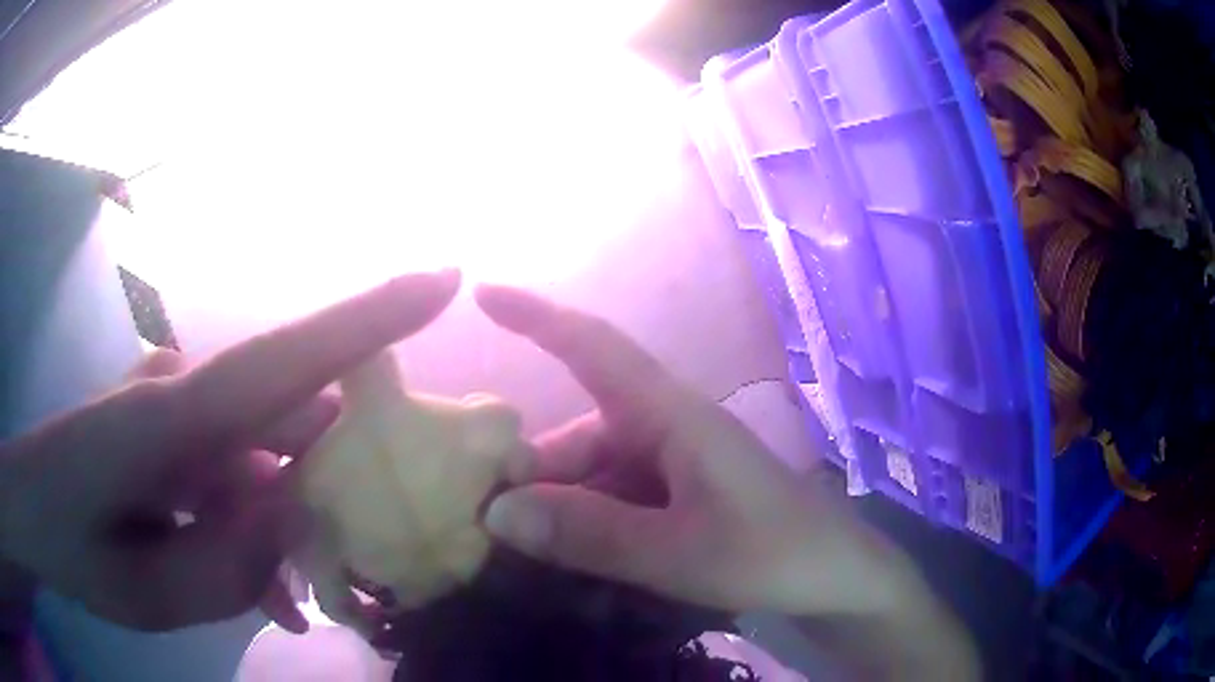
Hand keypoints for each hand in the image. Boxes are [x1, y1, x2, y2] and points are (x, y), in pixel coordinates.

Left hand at [0, 270, 459, 632]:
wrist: (36, 516)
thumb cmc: (76, 551)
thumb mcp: (152, 591)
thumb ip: (231, 562)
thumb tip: (300, 508)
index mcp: (172, 419)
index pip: (286, 357)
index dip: (370, 317)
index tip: (446, 278)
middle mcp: (185, 392)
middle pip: (288, 421)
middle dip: (332, 479)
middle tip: (356, 550)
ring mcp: (178, 402)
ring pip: (264, 456)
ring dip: (286, 520)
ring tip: (290, 597)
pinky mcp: (173, 422)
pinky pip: (235, 468)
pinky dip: (254, 521)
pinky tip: (262, 584)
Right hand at [476, 286, 922, 617]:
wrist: (835, 579)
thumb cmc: (772, 554)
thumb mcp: (677, 553)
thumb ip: (589, 534)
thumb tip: (497, 512)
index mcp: (673, 417)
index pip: (596, 347)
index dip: (538, 317)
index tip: (483, 293)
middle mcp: (667, 429)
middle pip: (579, 434)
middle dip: (532, 472)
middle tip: (487, 521)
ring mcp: (675, 466)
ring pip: (594, 472)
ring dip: (558, 506)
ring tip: (521, 551)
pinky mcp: (681, 498)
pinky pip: (616, 499)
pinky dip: (586, 523)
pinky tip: (567, 557)